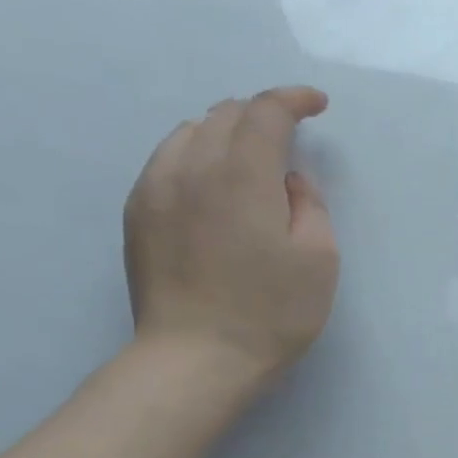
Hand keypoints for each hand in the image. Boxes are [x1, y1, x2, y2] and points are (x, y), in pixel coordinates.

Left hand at [124, 87, 338, 384]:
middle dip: (261, 115)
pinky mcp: (138, 213)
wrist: (197, 358)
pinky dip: (197, 155)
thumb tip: (288, 180)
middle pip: (224, 114)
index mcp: (242, 176)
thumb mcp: (320, 258)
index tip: (317, 104)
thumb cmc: (272, 312)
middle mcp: (191, 168)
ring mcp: (155, 188)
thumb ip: (309, 204)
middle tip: (289, 137)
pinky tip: (214, 185)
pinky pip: (168, 160)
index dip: (293, 99)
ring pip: (190, 133)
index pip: (265, 112)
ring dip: (226, 132)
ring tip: (251, 159)